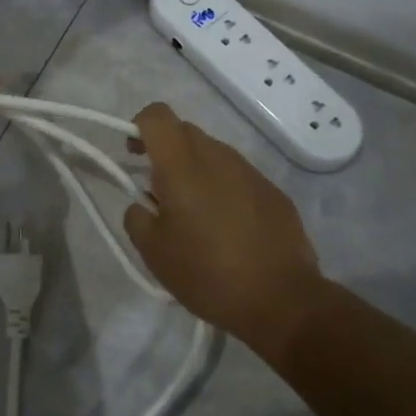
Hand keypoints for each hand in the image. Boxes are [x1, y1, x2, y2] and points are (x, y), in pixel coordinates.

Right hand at [122, 102, 323, 350]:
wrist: (281, 299)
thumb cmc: (207, 273)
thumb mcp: (153, 252)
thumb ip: (136, 217)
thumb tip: (142, 203)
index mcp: (183, 165)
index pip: (157, 115)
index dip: (139, 127)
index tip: (134, 157)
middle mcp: (218, 156)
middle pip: (184, 132)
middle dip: (166, 153)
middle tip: (159, 194)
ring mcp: (250, 172)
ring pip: (212, 154)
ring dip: (196, 172)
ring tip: (195, 217)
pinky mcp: (273, 191)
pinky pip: (238, 177)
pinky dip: (223, 190)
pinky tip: (228, 230)